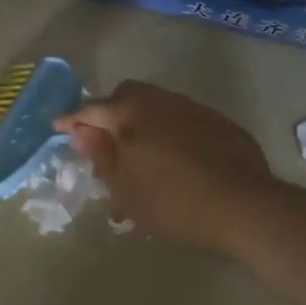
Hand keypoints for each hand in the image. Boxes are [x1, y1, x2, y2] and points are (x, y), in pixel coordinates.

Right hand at [56, 82, 273, 252]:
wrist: (247, 208)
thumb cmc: (173, 201)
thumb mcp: (124, 187)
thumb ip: (100, 155)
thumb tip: (81, 132)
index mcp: (130, 111)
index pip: (90, 109)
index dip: (71, 119)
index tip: (57, 127)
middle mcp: (160, 99)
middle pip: (125, 96)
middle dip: (109, 112)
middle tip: (104, 140)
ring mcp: (193, 108)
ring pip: (156, 105)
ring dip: (142, 121)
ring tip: (142, 151)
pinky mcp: (221, 124)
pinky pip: (184, 120)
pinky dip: (171, 132)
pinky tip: (178, 159)